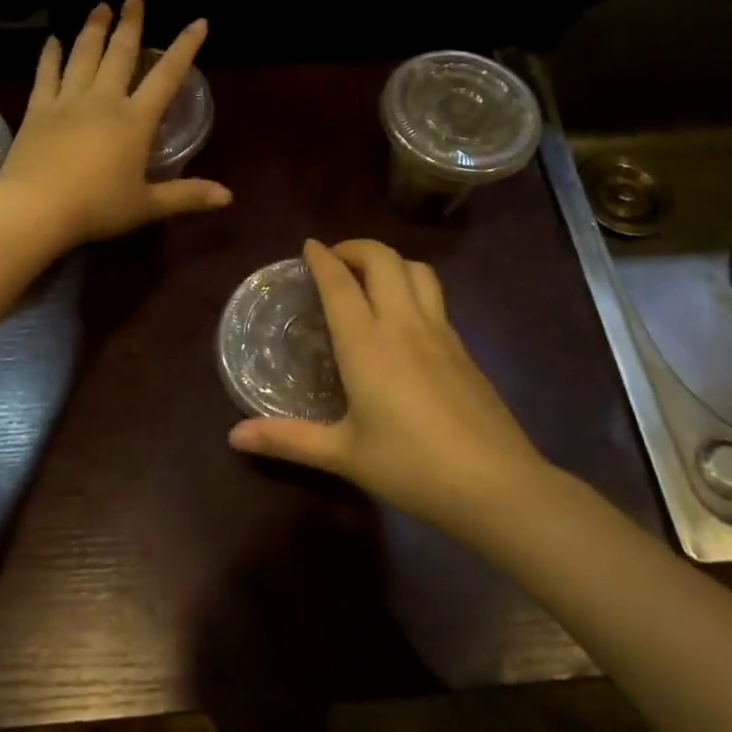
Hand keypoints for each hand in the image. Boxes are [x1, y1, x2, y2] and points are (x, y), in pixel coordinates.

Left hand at [0, 0, 231, 248]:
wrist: (36, 208)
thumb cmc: (96, 208)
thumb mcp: (147, 206)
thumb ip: (187, 196)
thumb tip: (229, 197)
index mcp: (135, 121)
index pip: (166, 76)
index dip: (185, 48)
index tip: (198, 22)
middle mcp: (103, 101)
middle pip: (120, 54)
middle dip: (130, 24)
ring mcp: (68, 102)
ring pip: (83, 56)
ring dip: (93, 29)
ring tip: (99, 6)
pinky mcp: (38, 110)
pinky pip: (46, 75)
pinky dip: (50, 56)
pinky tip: (52, 40)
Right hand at [229, 239, 552, 541]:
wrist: (497, 485)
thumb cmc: (411, 467)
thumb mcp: (344, 454)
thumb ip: (288, 439)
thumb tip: (234, 437)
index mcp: (367, 344)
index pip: (340, 283)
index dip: (322, 258)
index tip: (308, 246)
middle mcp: (404, 324)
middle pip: (383, 259)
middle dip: (356, 247)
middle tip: (335, 260)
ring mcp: (440, 332)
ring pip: (417, 270)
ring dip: (390, 261)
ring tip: (370, 279)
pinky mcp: (464, 348)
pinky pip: (435, 297)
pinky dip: (413, 286)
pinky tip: (404, 319)